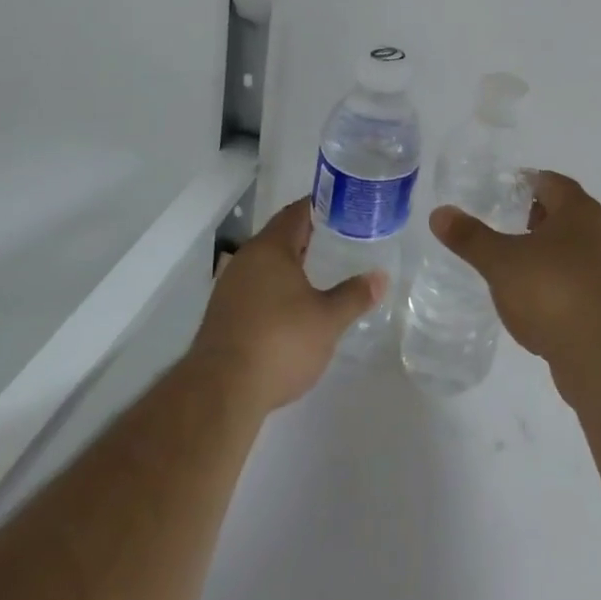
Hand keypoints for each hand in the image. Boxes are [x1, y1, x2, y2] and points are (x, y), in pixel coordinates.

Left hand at [190, 197, 384, 414]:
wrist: (220, 392)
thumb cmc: (280, 342)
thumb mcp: (328, 320)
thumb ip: (354, 295)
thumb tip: (380, 277)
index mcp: (271, 248)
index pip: (297, 212)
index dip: (321, 206)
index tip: (345, 209)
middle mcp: (246, 259)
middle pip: (280, 236)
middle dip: (308, 236)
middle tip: (340, 239)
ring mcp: (229, 287)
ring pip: (265, 264)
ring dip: (290, 265)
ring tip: (320, 272)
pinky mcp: (222, 315)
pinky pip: (254, 287)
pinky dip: (275, 288)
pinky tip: (292, 307)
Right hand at [431, 172, 600, 394]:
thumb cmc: (552, 291)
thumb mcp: (501, 262)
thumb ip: (471, 237)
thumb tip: (439, 213)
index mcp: (579, 210)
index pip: (552, 182)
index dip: (526, 183)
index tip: (500, 192)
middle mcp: (599, 232)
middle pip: (564, 214)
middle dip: (534, 217)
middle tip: (502, 223)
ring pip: (571, 249)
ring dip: (545, 251)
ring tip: (512, 262)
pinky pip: (576, 280)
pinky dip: (554, 281)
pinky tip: (532, 299)